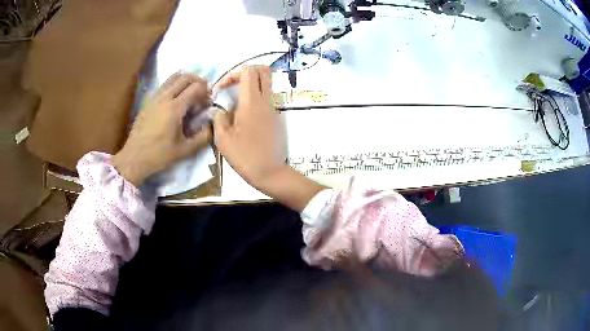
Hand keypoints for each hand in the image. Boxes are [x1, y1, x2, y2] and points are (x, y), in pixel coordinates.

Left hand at [112, 73, 211, 186]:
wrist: (135, 158)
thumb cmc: (159, 155)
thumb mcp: (185, 150)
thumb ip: (203, 137)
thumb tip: (214, 125)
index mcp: (175, 108)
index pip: (196, 87)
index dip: (206, 91)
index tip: (209, 100)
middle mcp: (165, 97)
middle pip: (185, 77)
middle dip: (198, 80)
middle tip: (203, 91)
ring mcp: (155, 97)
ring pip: (173, 77)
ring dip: (185, 79)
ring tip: (191, 90)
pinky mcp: (148, 100)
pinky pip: (164, 84)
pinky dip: (174, 84)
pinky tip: (175, 96)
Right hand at [213, 66, 285, 187]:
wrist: (269, 171)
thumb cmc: (243, 156)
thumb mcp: (222, 138)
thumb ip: (219, 118)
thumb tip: (219, 109)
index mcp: (251, 102)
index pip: (248, 71)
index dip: (232, 74)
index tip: (221, 89)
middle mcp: (265, 101)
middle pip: (262, 71)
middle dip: (245, 72)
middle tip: (232, 85)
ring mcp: (273, 108)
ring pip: (267, 83)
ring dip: (251, 84)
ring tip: (236, 98)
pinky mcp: (276, 117)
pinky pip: (267, 97)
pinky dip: (256, 96)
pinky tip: (244, 113)